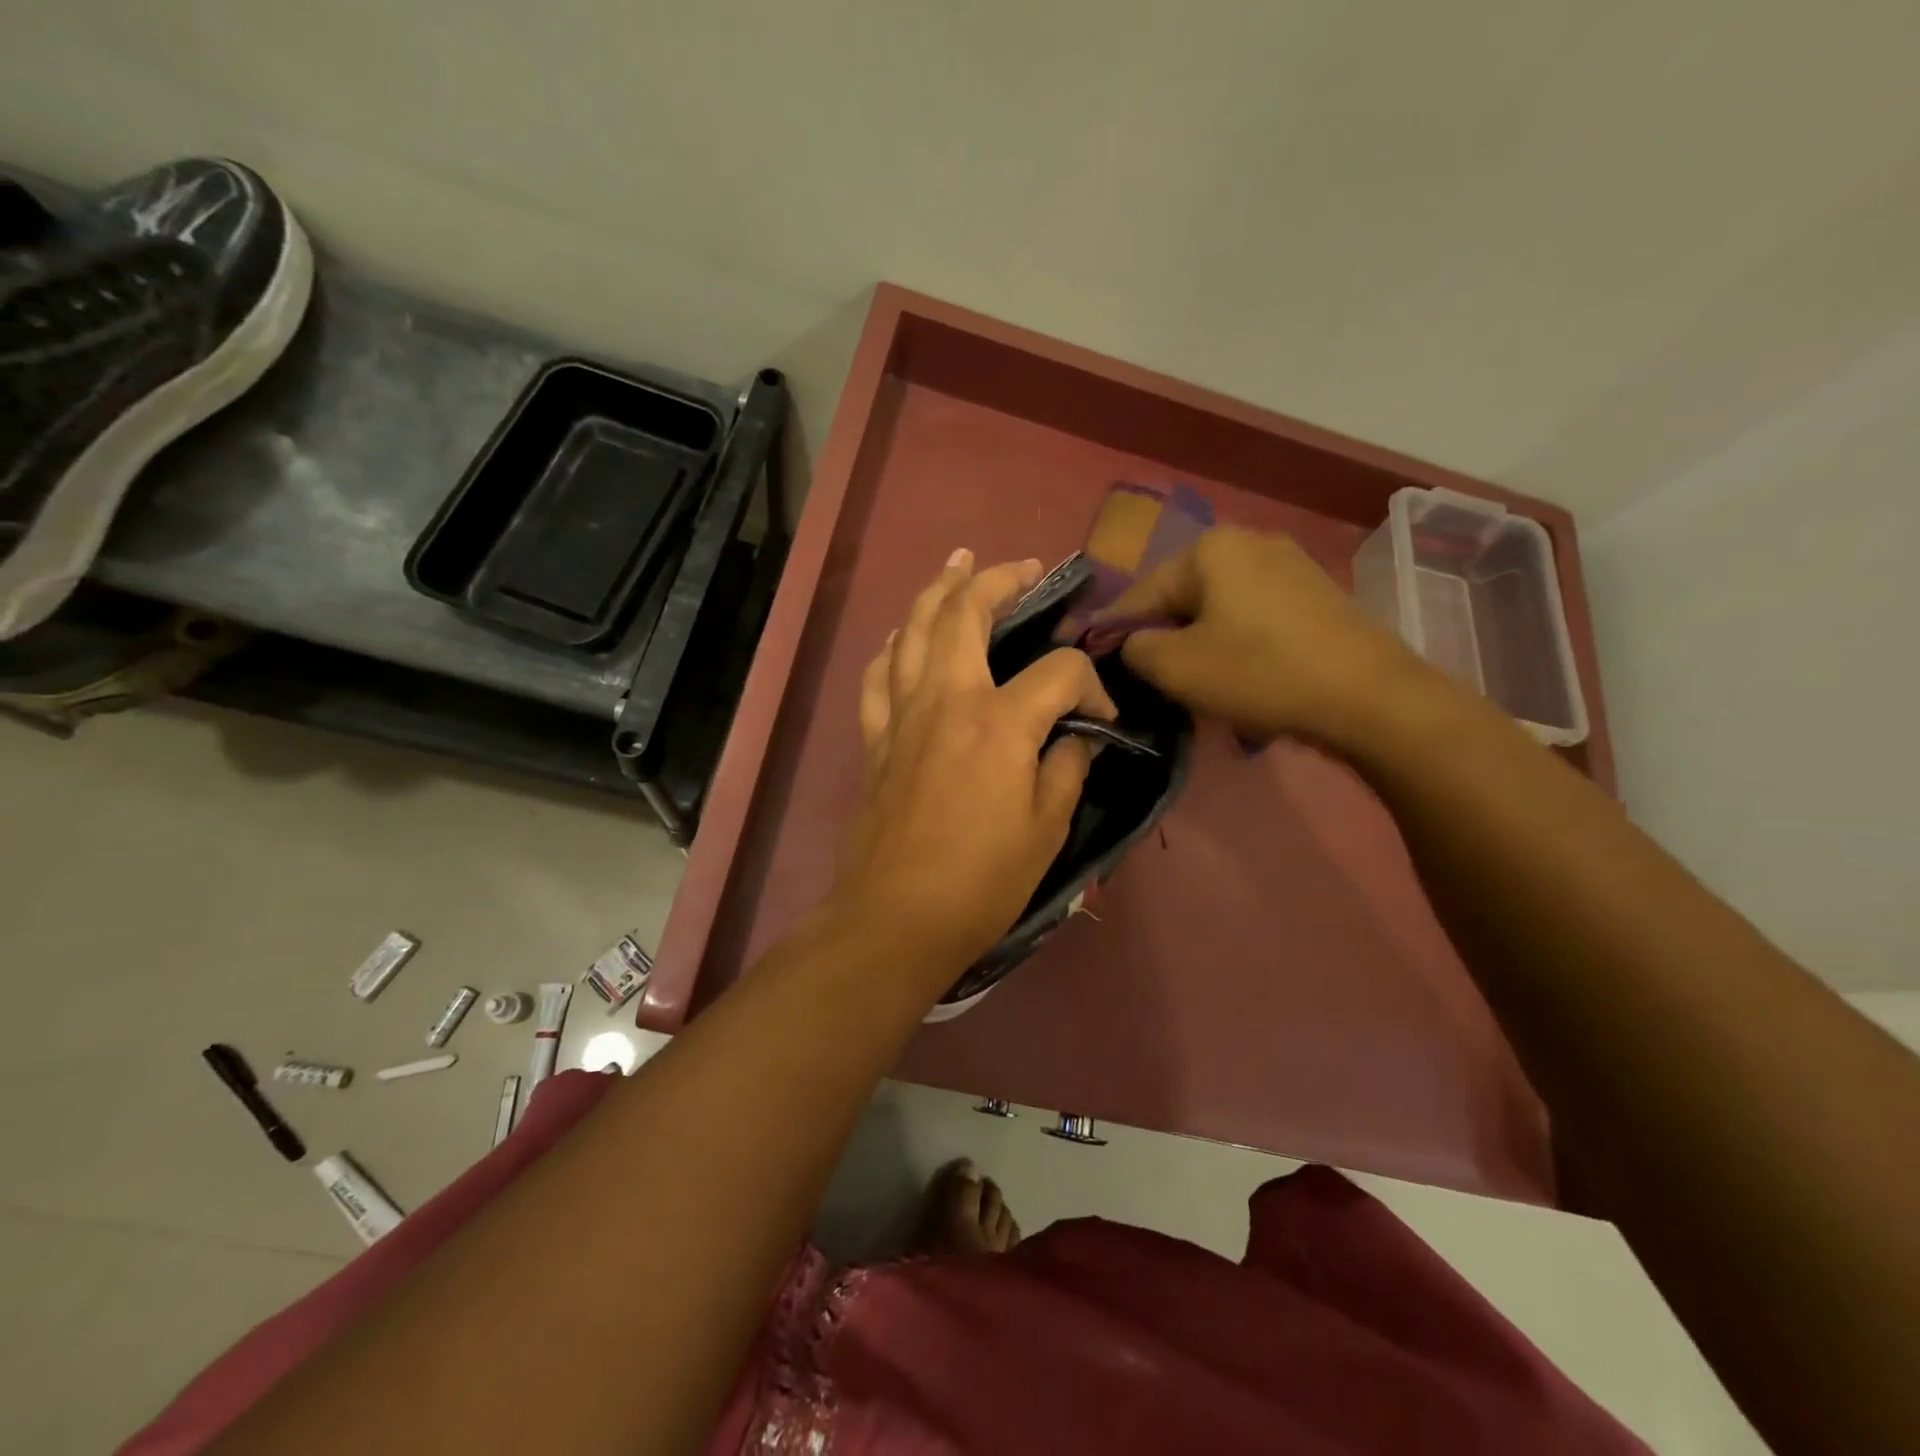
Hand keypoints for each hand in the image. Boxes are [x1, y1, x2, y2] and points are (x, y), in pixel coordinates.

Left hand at [832, 549, 1117, 975]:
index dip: (1092, 685)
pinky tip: (903, 637)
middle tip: (1024, 567)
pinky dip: (893, 646)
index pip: (1059, 671)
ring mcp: (903, 714)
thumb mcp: (1047, 828)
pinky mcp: (875, 737)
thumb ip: (1067, 768)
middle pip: (966, 612)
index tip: (1102, 717)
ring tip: (958, 564)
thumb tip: (1077, 737)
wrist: (898, 916)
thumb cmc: (982, 880)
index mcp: (1000, 722)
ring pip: (913, 628)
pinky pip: (878, 674)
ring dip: (938, 589)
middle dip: (999, 579)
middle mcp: (947, 699)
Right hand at [1105, 526, 1425, 745]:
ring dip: (1201, 646)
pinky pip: (1253, 618)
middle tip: (1158, 684)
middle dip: (1165, 640)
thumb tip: (1132, 644)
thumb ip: (1134, 649)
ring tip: (1201, 686)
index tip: (1100, 666)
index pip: (1139, 594)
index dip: (1115, 633)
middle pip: (1181, 598)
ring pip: (1218, 610)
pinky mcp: (1315, 593)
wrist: (1369, 696)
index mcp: (1208, 549)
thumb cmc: (1260, 673)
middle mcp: (1248, 542)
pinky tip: (1243, 677)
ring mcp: (1288, 564)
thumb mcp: (1176, 668)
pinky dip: (1238, 645)